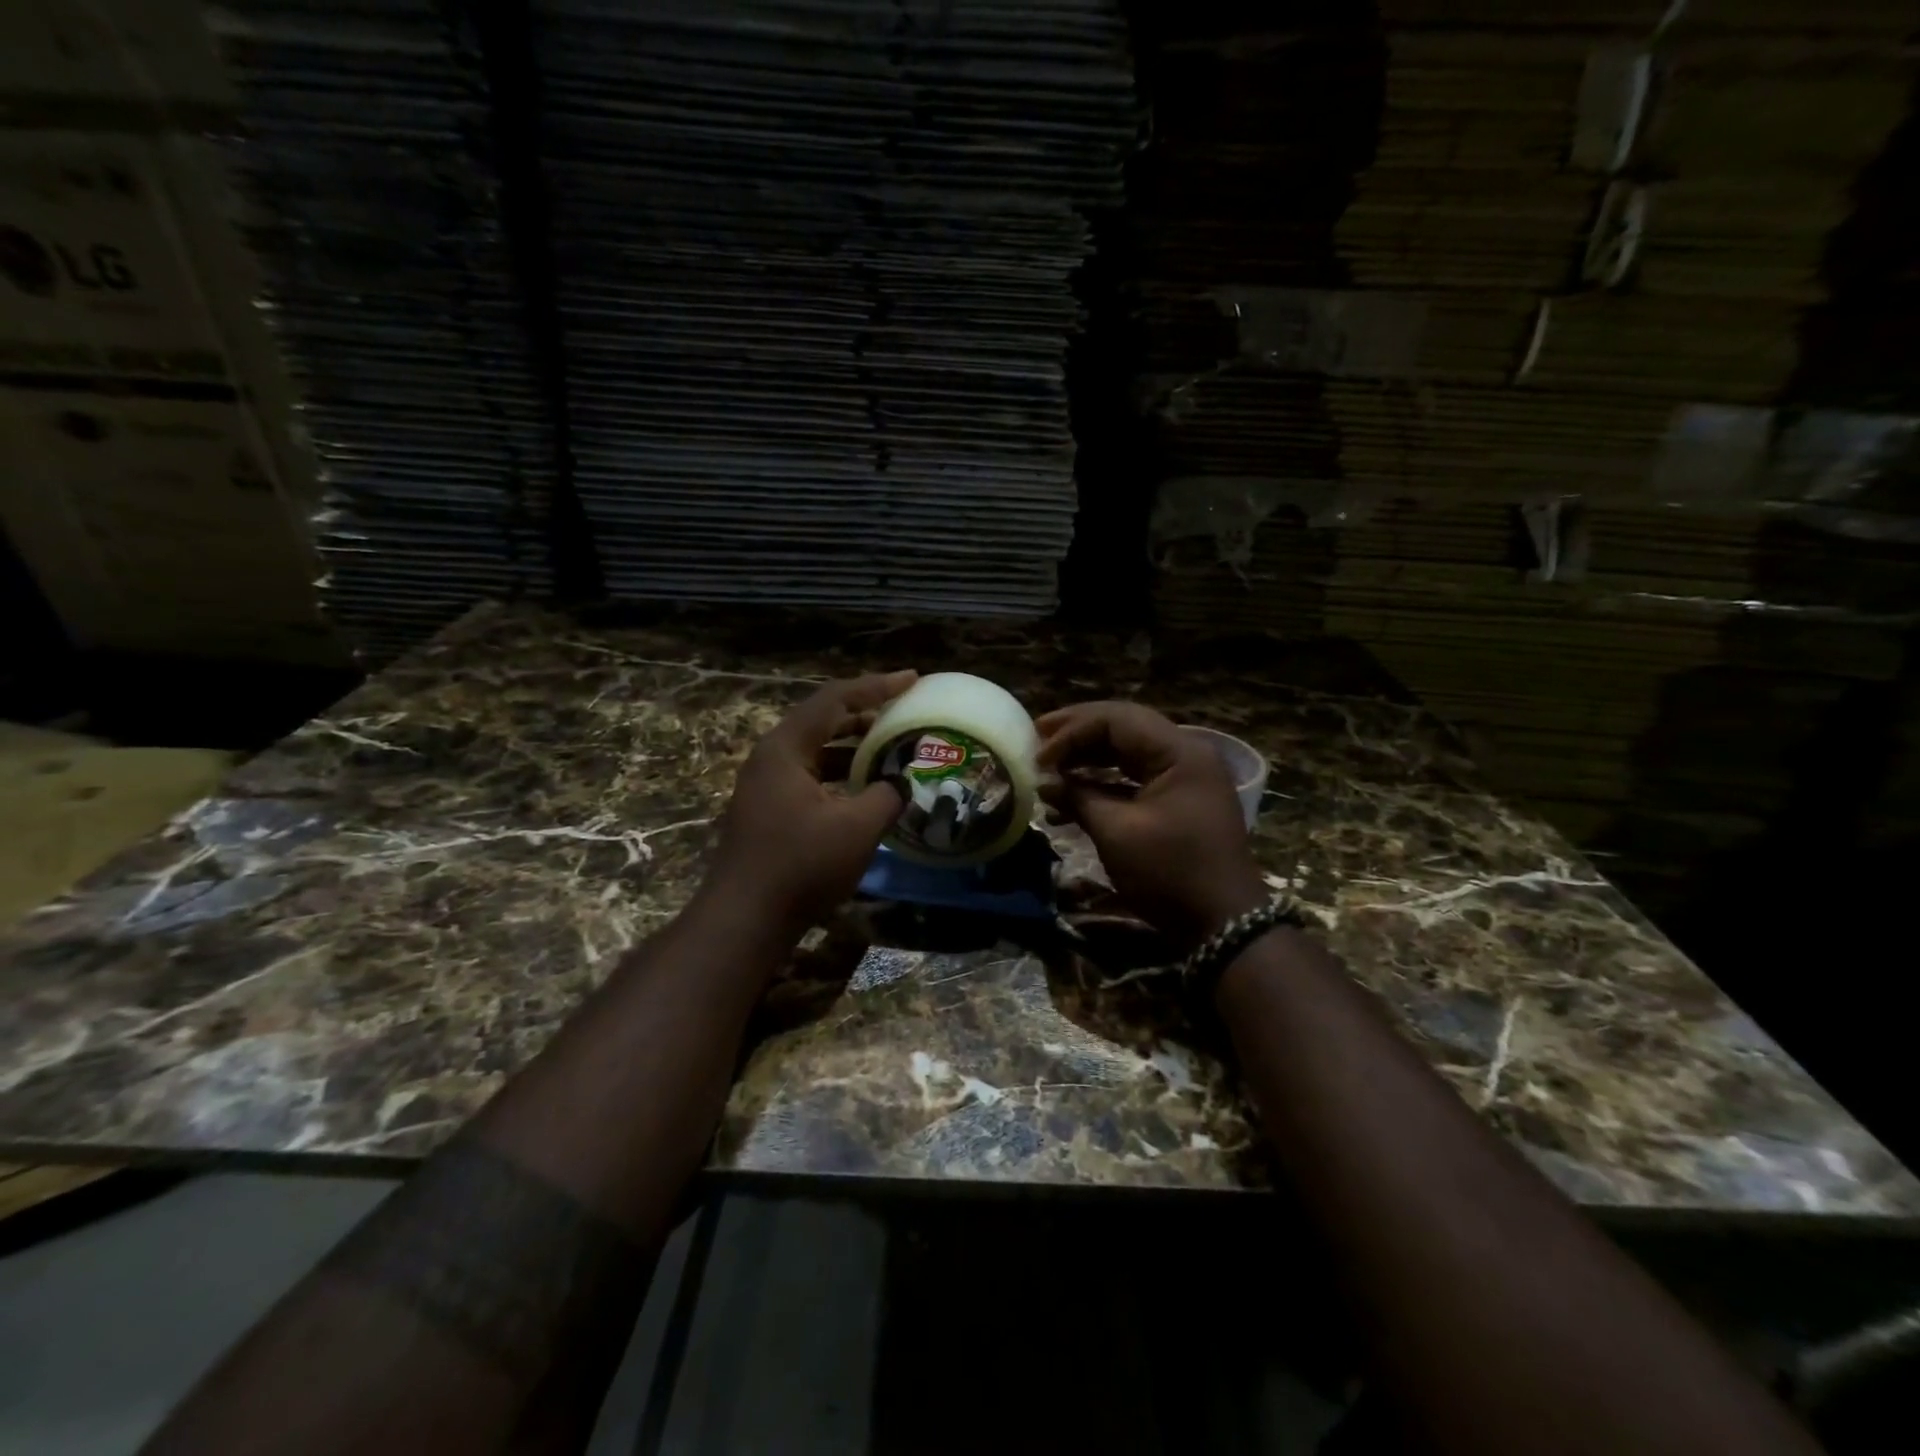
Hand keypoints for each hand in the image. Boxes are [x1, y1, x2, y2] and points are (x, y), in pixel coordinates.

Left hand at [709, 671, 916, 932]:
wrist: (744, 919)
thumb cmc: (800, 865)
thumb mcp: (857, 827)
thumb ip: (887, 795)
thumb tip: (901, 783)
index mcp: (786, 748)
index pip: (835, 699)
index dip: (877, 686)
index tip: (912, 679)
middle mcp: (771, 757)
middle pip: (823, 720)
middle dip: (866, 714)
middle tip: (905, 711)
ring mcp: (766, 785)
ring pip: (817, 750)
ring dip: (854, 746)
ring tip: (892, 746)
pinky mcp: (769, 810)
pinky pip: (811, 776)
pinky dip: (841, 773)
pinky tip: (866, 788)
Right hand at [1037, 701, 1266, 949]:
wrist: (1223, 925)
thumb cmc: (1170, 873)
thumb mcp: (1117, 833)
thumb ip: (1078, 797)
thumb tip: (1044, 781)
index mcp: (1179, 752)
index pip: (1116, 720)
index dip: (1071, 732)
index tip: (1037, 756)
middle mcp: (1185, 754)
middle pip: (1123, 728)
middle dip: (1077, 735)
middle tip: (1036, 739)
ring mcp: (1184, 779)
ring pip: (1126, 753)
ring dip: (1086, 760)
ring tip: (1047, 771)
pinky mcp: (1178, 802)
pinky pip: (1134, 780)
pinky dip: (1102, 786)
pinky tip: (1068, 803)